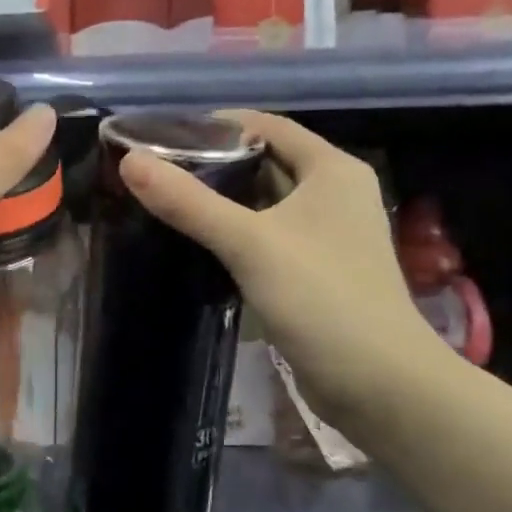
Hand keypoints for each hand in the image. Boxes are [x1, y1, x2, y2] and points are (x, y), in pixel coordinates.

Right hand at [119, 111, 446, 430]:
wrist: (382, 387)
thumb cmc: (322, 298)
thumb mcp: (250, 244)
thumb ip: (189, 202)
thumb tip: (129, 161)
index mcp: (332, 170)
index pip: (268, 125)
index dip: (218, 124)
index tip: (166, 134)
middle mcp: (335, 193)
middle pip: (266, 162)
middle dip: (215, 163)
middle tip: (158, 169)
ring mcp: (329, 235)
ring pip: (266, 202)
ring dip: (224, 200)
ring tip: (167, 199)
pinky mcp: (318, 270)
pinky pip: (269, 237)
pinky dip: (237, 233)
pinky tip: (198, 242)